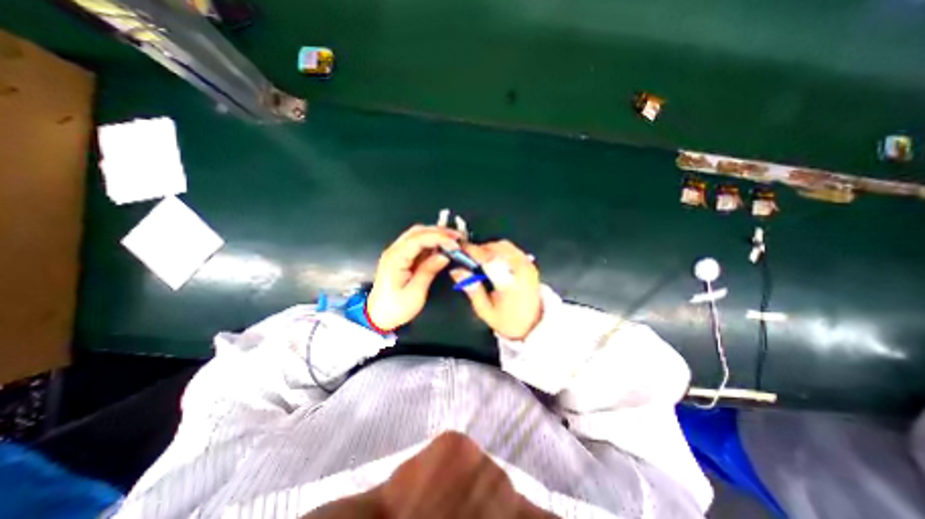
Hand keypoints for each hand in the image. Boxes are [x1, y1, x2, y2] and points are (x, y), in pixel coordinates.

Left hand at [366, 225, 458, 329]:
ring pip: (417, 235)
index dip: (439, 237)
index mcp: (395, 258)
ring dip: (435, 235)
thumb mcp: (415, 292)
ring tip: (452, 241)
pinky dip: (431, 243)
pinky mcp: (401, 258)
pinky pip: (417, 245)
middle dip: (439, 232)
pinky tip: (441, 248)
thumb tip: (444, 256)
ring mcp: (396, 253)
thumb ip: (429, 271)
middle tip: (456, 237)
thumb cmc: (394, 307)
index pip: (419, 239)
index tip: (454, 243)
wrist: (378, 316)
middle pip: (418, 232)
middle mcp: (394, 252)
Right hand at [451, 239, 543, 339]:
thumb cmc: (508, 321)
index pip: (489, 259)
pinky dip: (500, 250)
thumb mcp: (485, 310)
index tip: (461, 249)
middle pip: (497, 248)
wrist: (533, 325)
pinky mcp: (530, 265)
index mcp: (509, 284)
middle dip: (481, 249)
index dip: (473, 251)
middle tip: (469, 257)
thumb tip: (458, 271)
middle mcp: (521, 271)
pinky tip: (494, 261)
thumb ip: (471, 289)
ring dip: (490, 248)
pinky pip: (512, 249)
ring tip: (481, 260)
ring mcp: (528, 266)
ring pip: (505, 245)